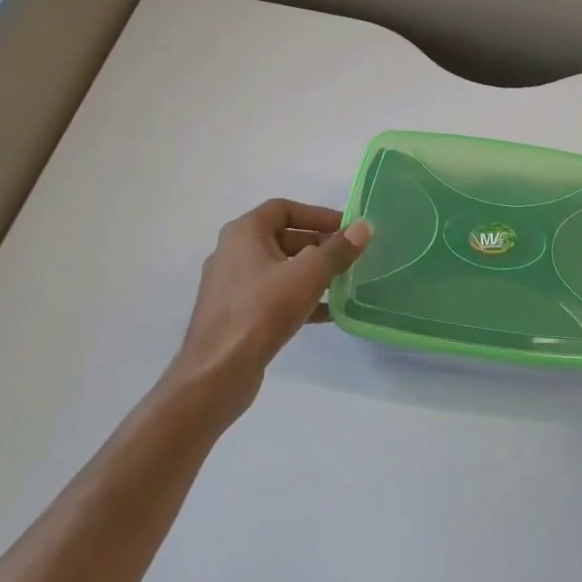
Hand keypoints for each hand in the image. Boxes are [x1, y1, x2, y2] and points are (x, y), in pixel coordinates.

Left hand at [168, 199, 367, 426]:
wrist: (218, 372)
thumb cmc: (262, 311)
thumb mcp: (308, 274)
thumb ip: (337, 250)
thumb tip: (363, 228)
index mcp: (243, 233)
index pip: (284, 209)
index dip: (317, 214)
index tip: (346, 228)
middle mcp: (232, 253)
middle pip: (282, 238)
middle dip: (318, 245)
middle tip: (348, 256)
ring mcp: (231, 286)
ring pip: (279, 269)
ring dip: (311, 273)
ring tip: (343, 283)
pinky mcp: (235, 314)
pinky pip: (273, 296)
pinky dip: (299, 297)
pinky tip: (326, 313)